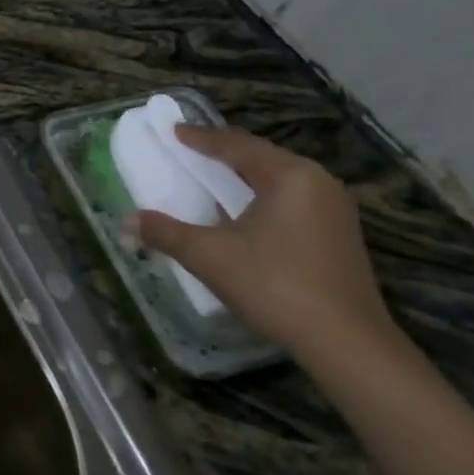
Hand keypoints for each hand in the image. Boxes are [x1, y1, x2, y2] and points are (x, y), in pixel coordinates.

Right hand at [128, 124, 397, 366]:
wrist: (346, 344)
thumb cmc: (274, 285)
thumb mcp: (209, 256)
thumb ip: (165, 233)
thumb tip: (127, 221)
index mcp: (289, 175)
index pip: (236, 146)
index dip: (201, 138)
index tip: (174, 131)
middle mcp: (318, 183)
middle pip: (261, 157)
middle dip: (223, 154)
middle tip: (190, 150)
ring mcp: (334, 210)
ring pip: (278, 180)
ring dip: (243, 177)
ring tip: (212, 177)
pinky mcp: (339, 235)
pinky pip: (291, 200)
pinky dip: (261, 197)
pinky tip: (243, 213)